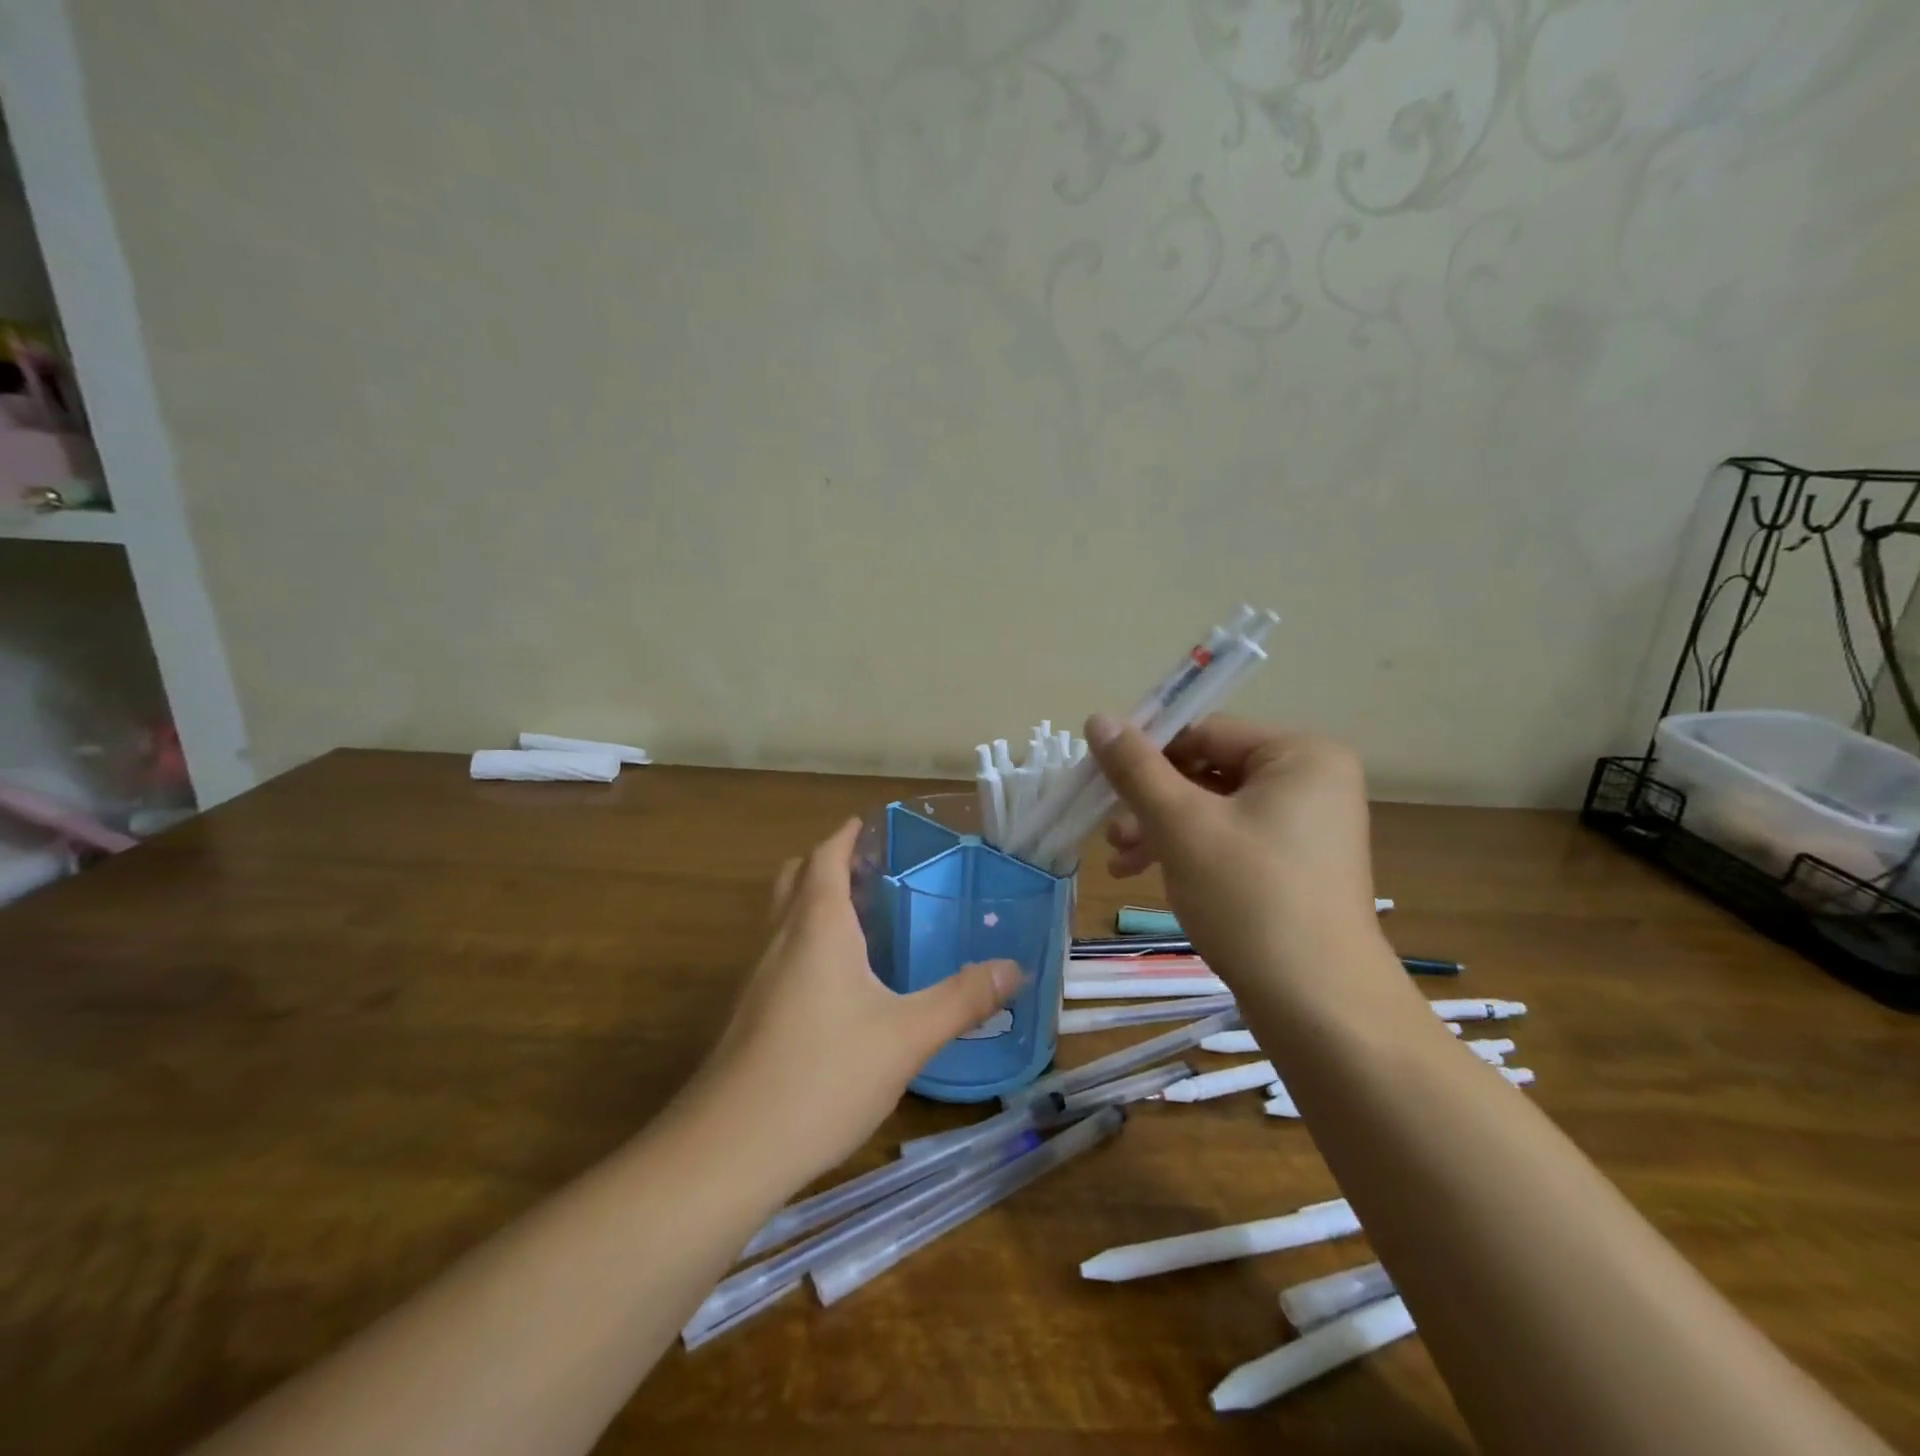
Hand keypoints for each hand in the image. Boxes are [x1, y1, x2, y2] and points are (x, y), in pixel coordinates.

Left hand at [695, 818, 1021, 1185]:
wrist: (728, 1149)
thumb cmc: (823, 1074)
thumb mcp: (907, 1036)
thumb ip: (962, 999)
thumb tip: (1014, 968)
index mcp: (817, 926)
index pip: (825, 856)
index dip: (845, 835)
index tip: (868, 824)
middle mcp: (780, 940)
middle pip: (796, 878)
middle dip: (827, 862)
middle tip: (870, 869)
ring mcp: (756, 978)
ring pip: (782, 918)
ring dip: (813, 901)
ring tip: (860, 919)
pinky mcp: (748, 1015)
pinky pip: (778, 955)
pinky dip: (804, 942)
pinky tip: (835, 984)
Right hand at [1086, 713, 1382, 993]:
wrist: (1319, 1007)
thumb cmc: (1250, 899)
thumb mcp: (1181, 826)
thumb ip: (1136, 768)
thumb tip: (1097, 718)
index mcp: (1300, 755)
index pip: (1205, 732)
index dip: (1147, 754)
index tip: (1100, 783)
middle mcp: (1311, 781)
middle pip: (1208, 771)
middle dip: (1151, 803)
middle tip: (1110, 835)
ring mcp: (1306, 827)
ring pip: (1213, 809)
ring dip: (1161, 830)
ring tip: (1121, 864)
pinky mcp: (1295, 866)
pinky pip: (1230, 839)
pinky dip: (1189, 852)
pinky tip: (1152, 876)